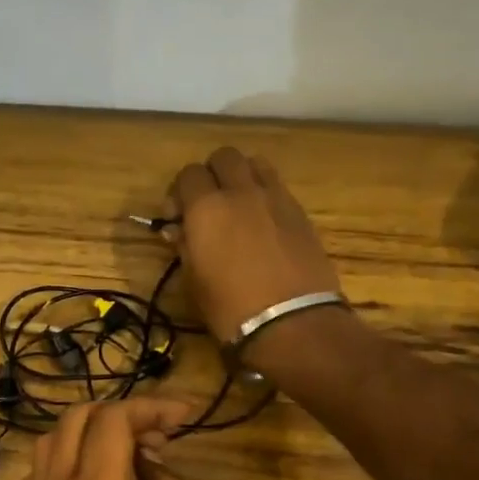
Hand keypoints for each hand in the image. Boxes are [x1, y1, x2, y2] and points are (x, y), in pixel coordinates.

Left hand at [20, 400, 223, 479]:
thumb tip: (154, 467)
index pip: (113, 419)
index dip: (151, 406)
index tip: (186, 417)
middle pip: (75, 421)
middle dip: (120, 414)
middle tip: (162, 437)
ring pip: (49, 445)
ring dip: (88, 434)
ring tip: (133, 455)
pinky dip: (63, 462)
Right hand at [166, 147, 342, 347]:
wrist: (291, 322)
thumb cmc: (230, 308)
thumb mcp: (194, 281)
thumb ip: (184, 246)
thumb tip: (178, 230)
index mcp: (206, 208)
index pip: (188, 174)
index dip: (180, 192)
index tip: (178, 216)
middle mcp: (241, 192)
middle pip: (224, 157)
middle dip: (212, 174)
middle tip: (208, 204)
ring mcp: (275, 198)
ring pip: (255, 163)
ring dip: (242, 176)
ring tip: (238, 205)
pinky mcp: (300, 212)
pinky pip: (277, 187)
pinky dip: (265, 194)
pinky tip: (263, 223)